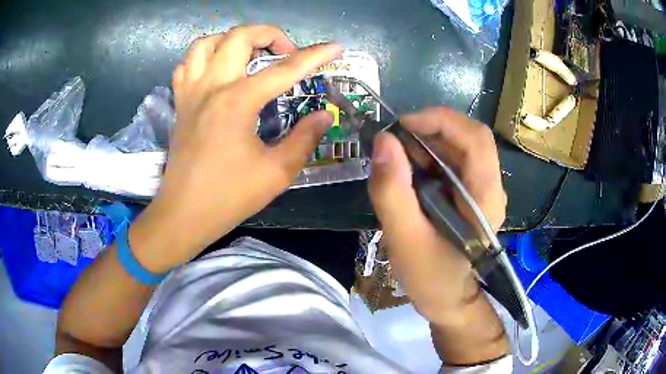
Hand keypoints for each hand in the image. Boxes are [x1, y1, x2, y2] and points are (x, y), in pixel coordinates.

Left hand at [130, 25, 341, 271]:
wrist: (183, 214)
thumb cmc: (228, 197)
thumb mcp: (276, 172)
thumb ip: (304, 138)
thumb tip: (323, 115)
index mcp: (238, 101)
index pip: (285, 69)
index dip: (315, 55)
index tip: (336, 47)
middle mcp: (211, 86)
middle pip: (239, 36)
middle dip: (269, 35)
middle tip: (285, 53)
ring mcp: (190, 92)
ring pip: (206, 43)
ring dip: (231, 40)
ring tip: (248, 54)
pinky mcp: (179, 104)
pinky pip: (186, 65)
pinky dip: (203, 58)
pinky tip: (216, 71)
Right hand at [368, 107, 506, 326]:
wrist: (451, 302)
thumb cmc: (433, 279)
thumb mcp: (406, 240)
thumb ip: (393, 192)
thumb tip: (383, 141)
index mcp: (485, 197)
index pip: (475, 138)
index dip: (440, 120)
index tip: (402, 125)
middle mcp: (490, 186)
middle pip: (467, 136)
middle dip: (430, 129)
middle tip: (394, 140)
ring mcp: (482, 190)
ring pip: (458, 147)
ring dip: (427, 142)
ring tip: (396, 158)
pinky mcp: (470, 195)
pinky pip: (452, 162)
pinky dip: (428, 157)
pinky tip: (408, 172)